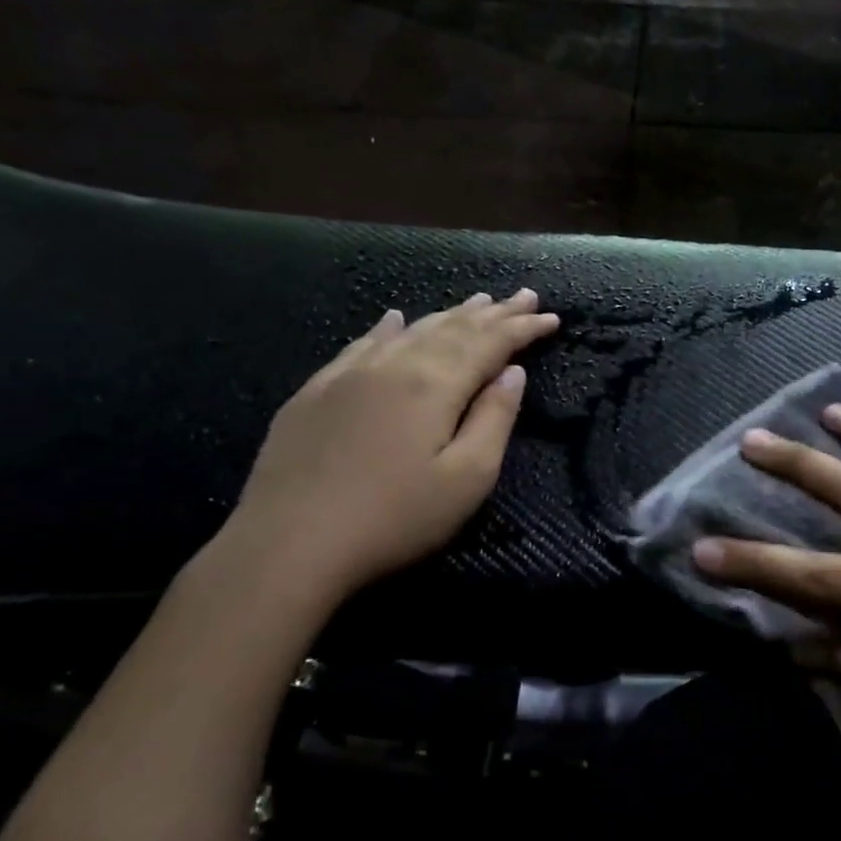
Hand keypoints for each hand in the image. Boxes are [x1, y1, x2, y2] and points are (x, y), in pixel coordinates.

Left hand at [219, 290, 559, 608]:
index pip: (490, 343)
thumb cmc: (394, 519)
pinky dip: (387, 328)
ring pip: (411, 331)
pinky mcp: (316, 392)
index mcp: (435, 385)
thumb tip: (513, 373)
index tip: (552, 317)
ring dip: (449, 314)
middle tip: (524, 296)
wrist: (288, 544)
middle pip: (454, 329)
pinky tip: (393, 318)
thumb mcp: (467, 479)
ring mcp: (349, 374)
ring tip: (478, 301)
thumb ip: (494, 419)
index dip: (523, 329)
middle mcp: (395, 365)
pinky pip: (361, 344)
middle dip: (494, 313)